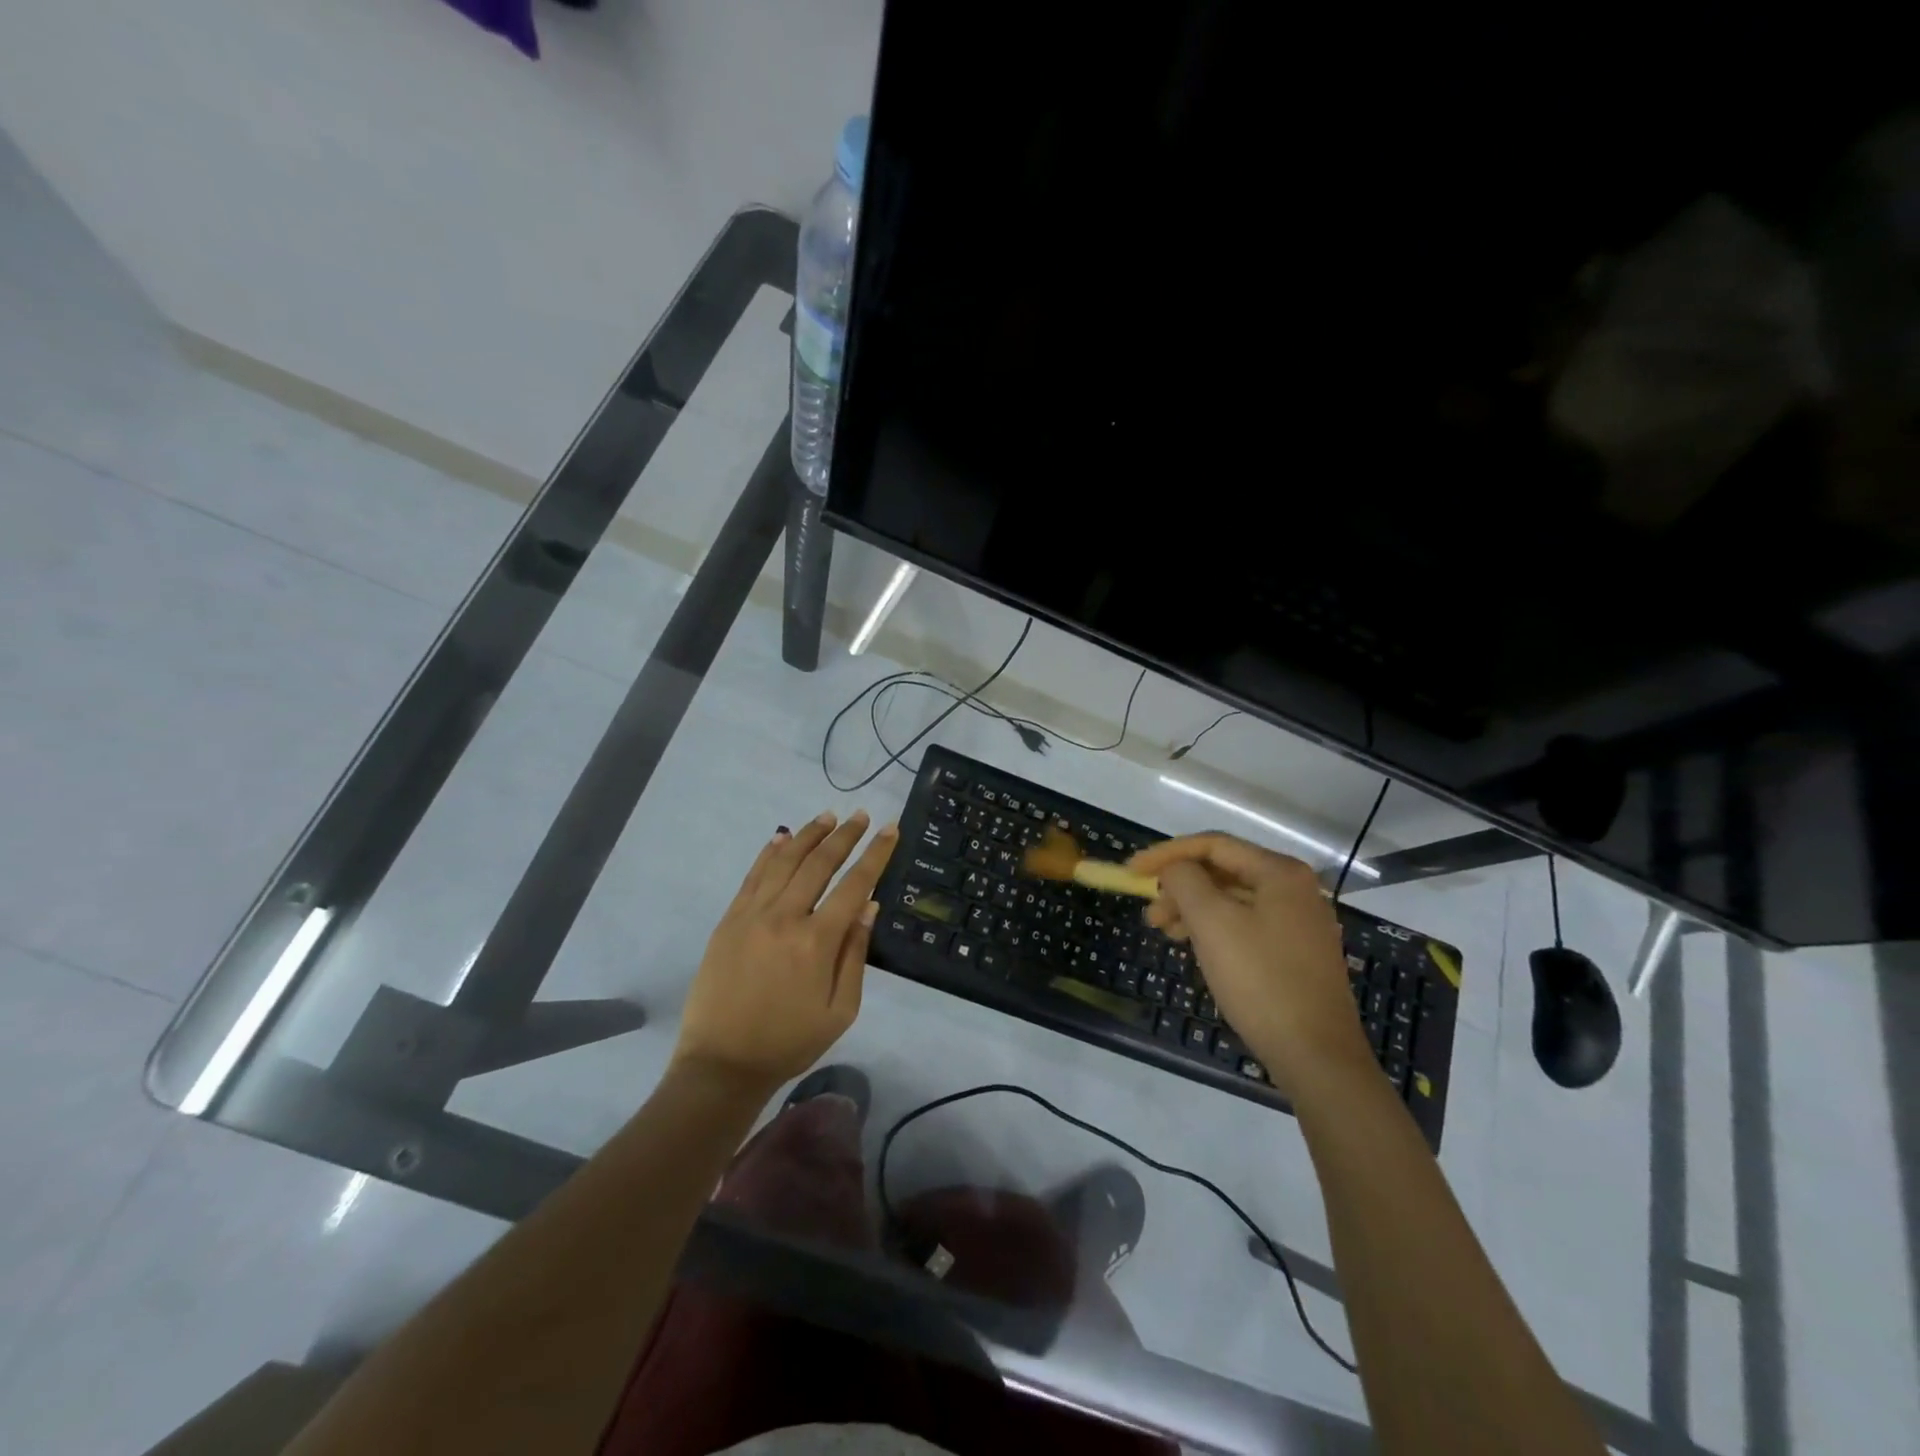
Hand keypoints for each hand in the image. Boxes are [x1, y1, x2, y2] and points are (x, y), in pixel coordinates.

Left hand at [674, 810, 898, 1091]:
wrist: (722, 1063)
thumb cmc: (789, 1042)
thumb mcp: (839, 1010)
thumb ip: (855, 954)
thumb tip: (869, 905)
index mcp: (817, 942)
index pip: (854, 885)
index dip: (875, 854)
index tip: (889, 829)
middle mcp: (785, 917)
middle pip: (820, 863)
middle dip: (845, 835)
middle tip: (861, 816)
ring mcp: (752, 915)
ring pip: (785, 861)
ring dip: (809, 835)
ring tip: (828, 816)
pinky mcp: (729, 920)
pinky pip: (753, 876)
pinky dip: (769, 852)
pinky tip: (782, 837)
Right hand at [1127, 832, 1370, 1098]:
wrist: (1317, 1055)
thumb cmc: (1261, 980)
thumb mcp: (1212, 923)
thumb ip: (1185, 881)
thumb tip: (1174, 869)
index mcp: (1279, 872)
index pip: (1213, 845)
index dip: (1167, 853)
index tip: (1132, 871)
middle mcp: (1294, 888)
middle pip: (1223, 871)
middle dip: (1180, 886)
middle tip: (1149, 913)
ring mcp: (1298, 921)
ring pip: (1232, 899)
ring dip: (1193, 909)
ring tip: (1164, 931)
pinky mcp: (1295, 951)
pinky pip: (1245, 924)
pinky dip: (1213, 928)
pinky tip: (1194, 947)